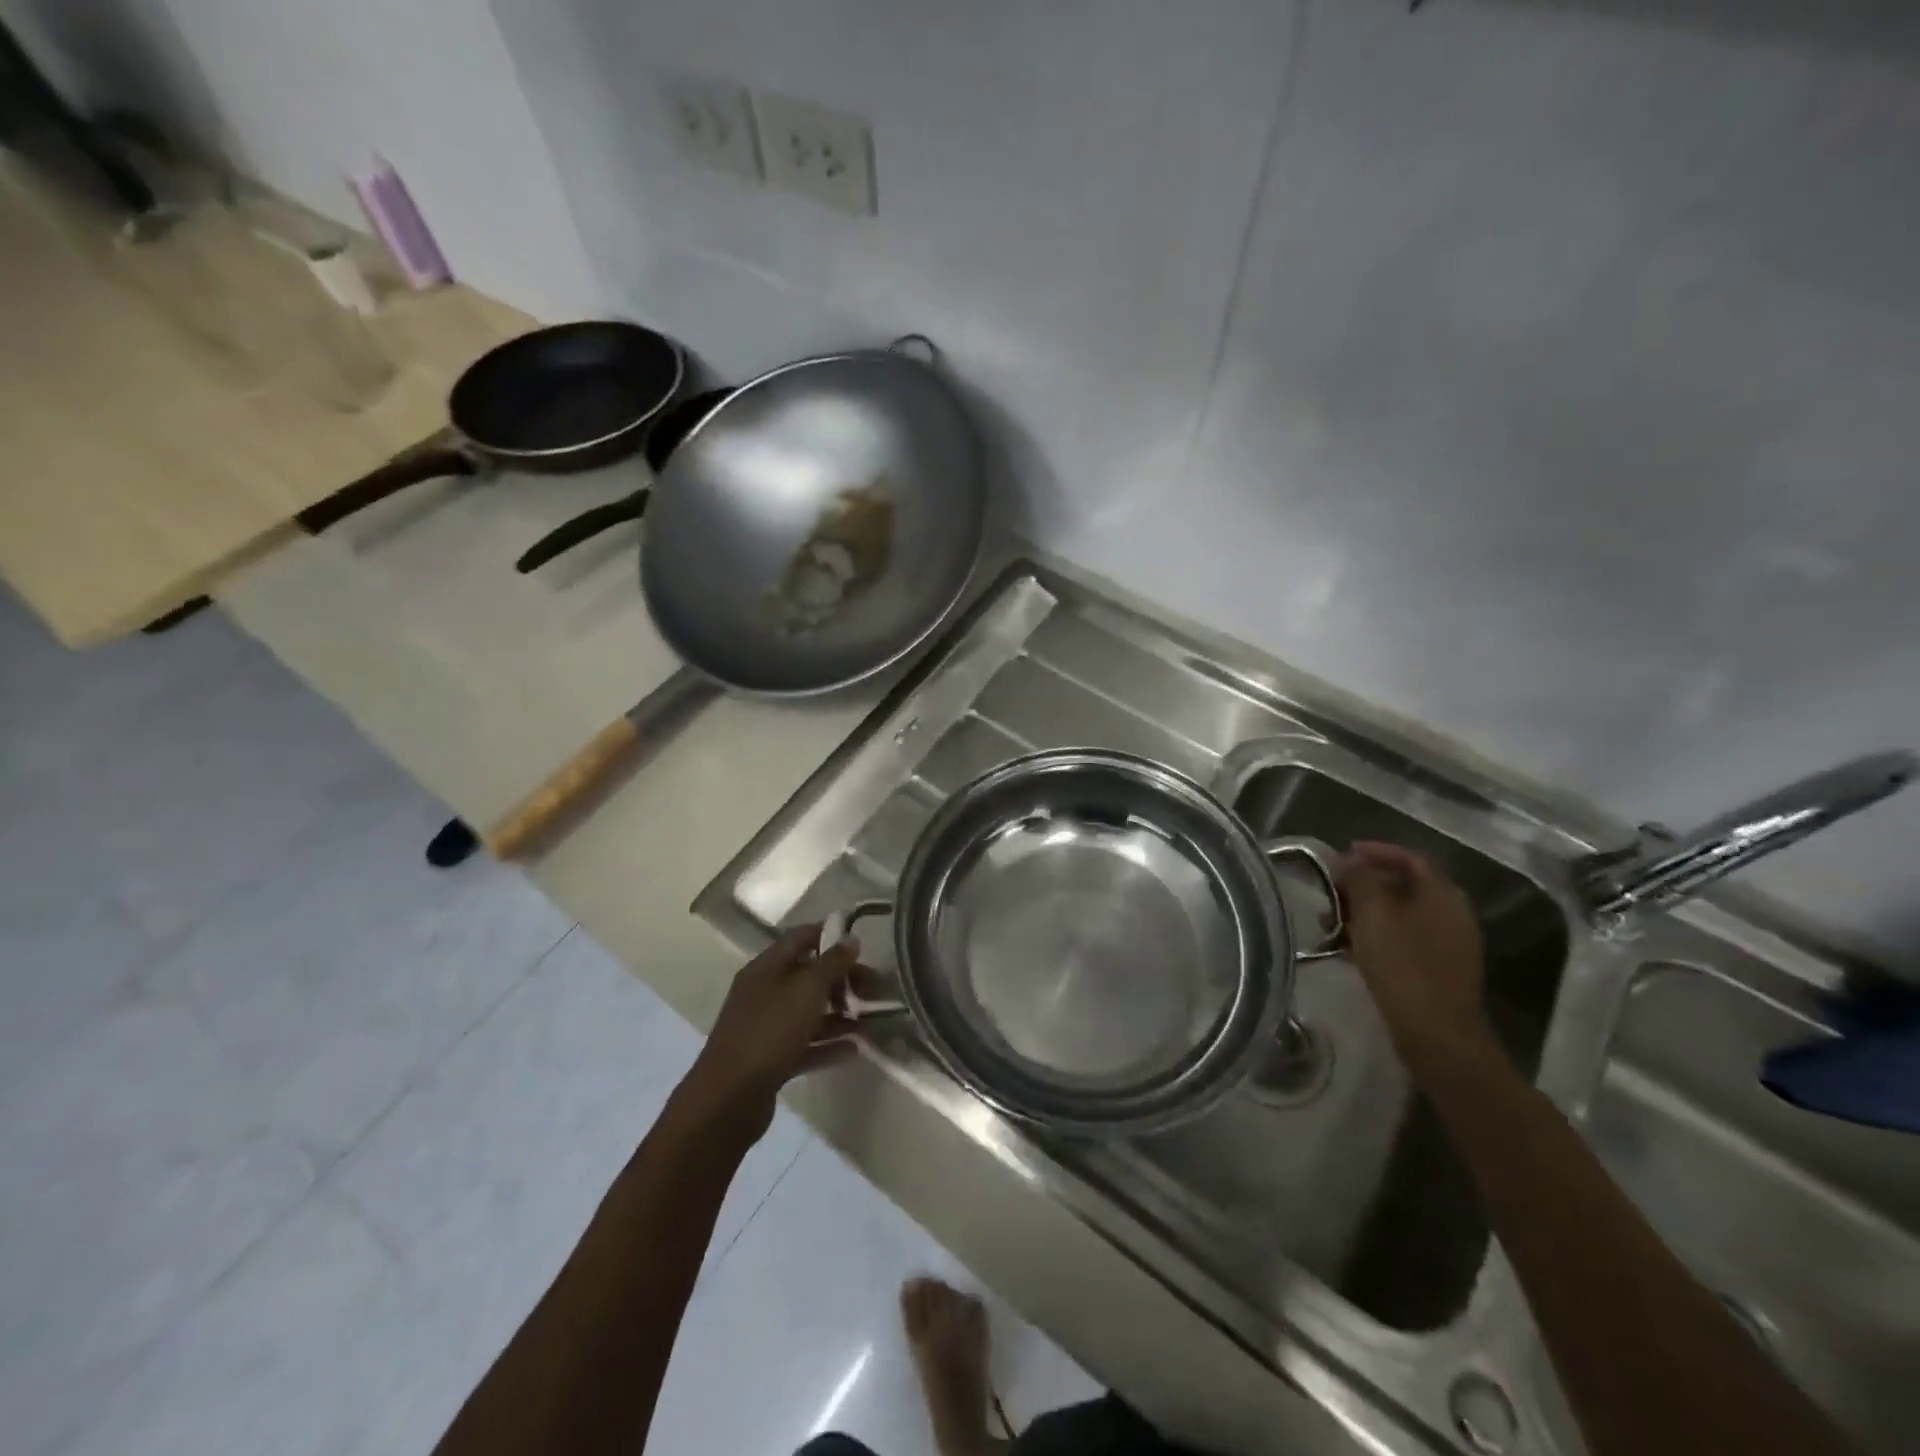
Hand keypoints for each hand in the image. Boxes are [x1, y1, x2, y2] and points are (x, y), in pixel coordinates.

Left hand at [679, 925, 860, 1141]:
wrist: (728, 1100)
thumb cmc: (769, 1032)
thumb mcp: (806, 990)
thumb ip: (832, 963)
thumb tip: (851, 938)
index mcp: (766, 968)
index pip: (800, 938)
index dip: (829, 935)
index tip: (861, 944)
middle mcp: (763, 992)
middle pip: (808, 976)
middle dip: (842, 980)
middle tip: (874, 989)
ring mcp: (765, 1027)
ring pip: (808, 1012)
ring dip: (839, 1014)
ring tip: (871, 1021)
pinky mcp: (770, 1060)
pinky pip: (805, 1044)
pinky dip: (828, 1045)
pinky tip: (854, 1050)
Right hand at [1336, 842, 1493, 1073]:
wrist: (1437, 1035)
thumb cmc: (1403, 966)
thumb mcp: (1373, 914)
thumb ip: (1359, 879)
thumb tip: (1345, 860)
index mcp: (1443, 896)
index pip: (1412, 858)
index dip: (1377, 851)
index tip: (1343, 854)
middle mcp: (1452, 915)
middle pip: (1406, 886)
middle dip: (1366, 883)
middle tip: (1333, 889)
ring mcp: (1449, 946)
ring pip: (1402, 915)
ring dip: (1367, 911)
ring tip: (1333, 920)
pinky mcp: (1439, 971)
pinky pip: (1404, 939)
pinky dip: (1377, 935)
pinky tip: (1351, 948)